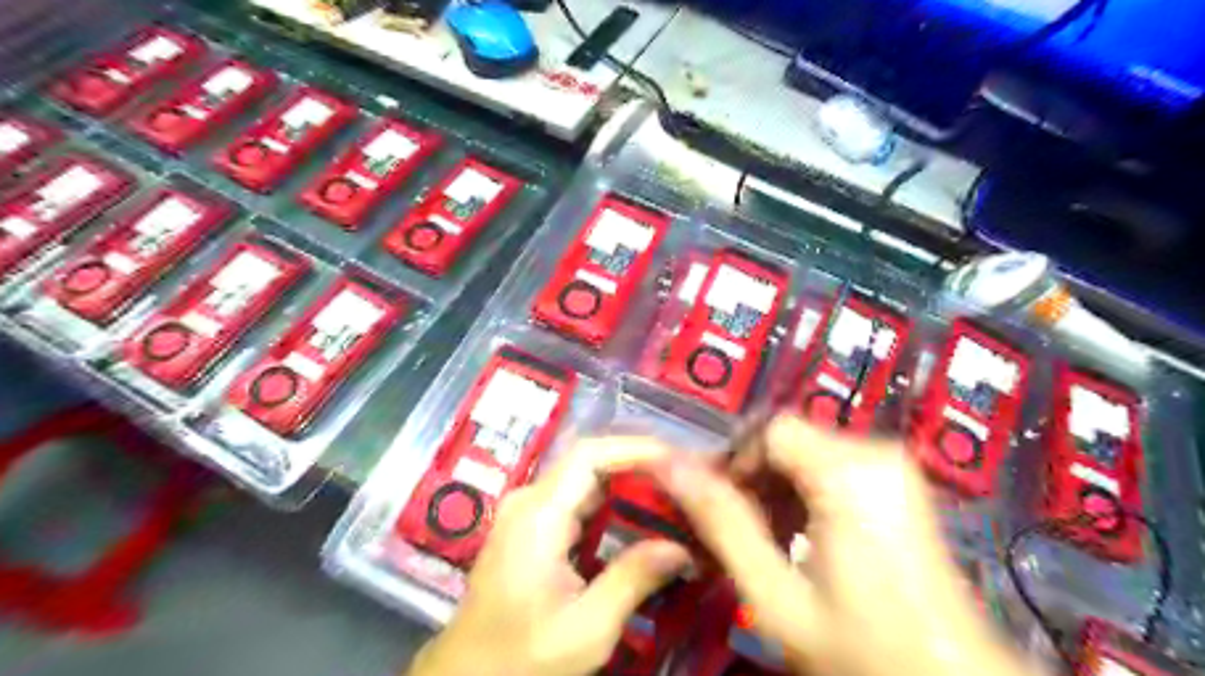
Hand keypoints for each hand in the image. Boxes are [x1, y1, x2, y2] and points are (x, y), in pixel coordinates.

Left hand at [410, 438, 691, 675]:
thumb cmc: (521, 658)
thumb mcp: (586, 628)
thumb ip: (633, 579)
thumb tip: (682, 548)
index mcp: (537, 514)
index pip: (588, 455)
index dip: (634, 448)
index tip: (677, 460)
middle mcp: (530, 501)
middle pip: (590, 463)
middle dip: (639, 466)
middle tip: (685, 481)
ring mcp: (528, 513)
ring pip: (585, 481)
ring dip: (628, 485)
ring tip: (673, 497)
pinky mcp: (531, 529)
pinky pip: (577, 502)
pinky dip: (612, 506)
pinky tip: (641, 521)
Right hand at [650, 414, 1025, 675]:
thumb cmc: (861, 649)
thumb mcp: (775, 594)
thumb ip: (721, 522)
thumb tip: (668, 464)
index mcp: (849, 471)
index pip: (769, 429)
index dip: (736, 463)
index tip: (721, 509)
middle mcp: (877, 452)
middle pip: (789, 439)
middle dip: (756, 480)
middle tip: (741, 533)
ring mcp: (894, 466)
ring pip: (808, 453)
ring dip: (778, 490)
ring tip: (770, 542)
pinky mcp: (899, 483)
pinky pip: (833, 467)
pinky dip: (806, 494)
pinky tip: (802, 538)